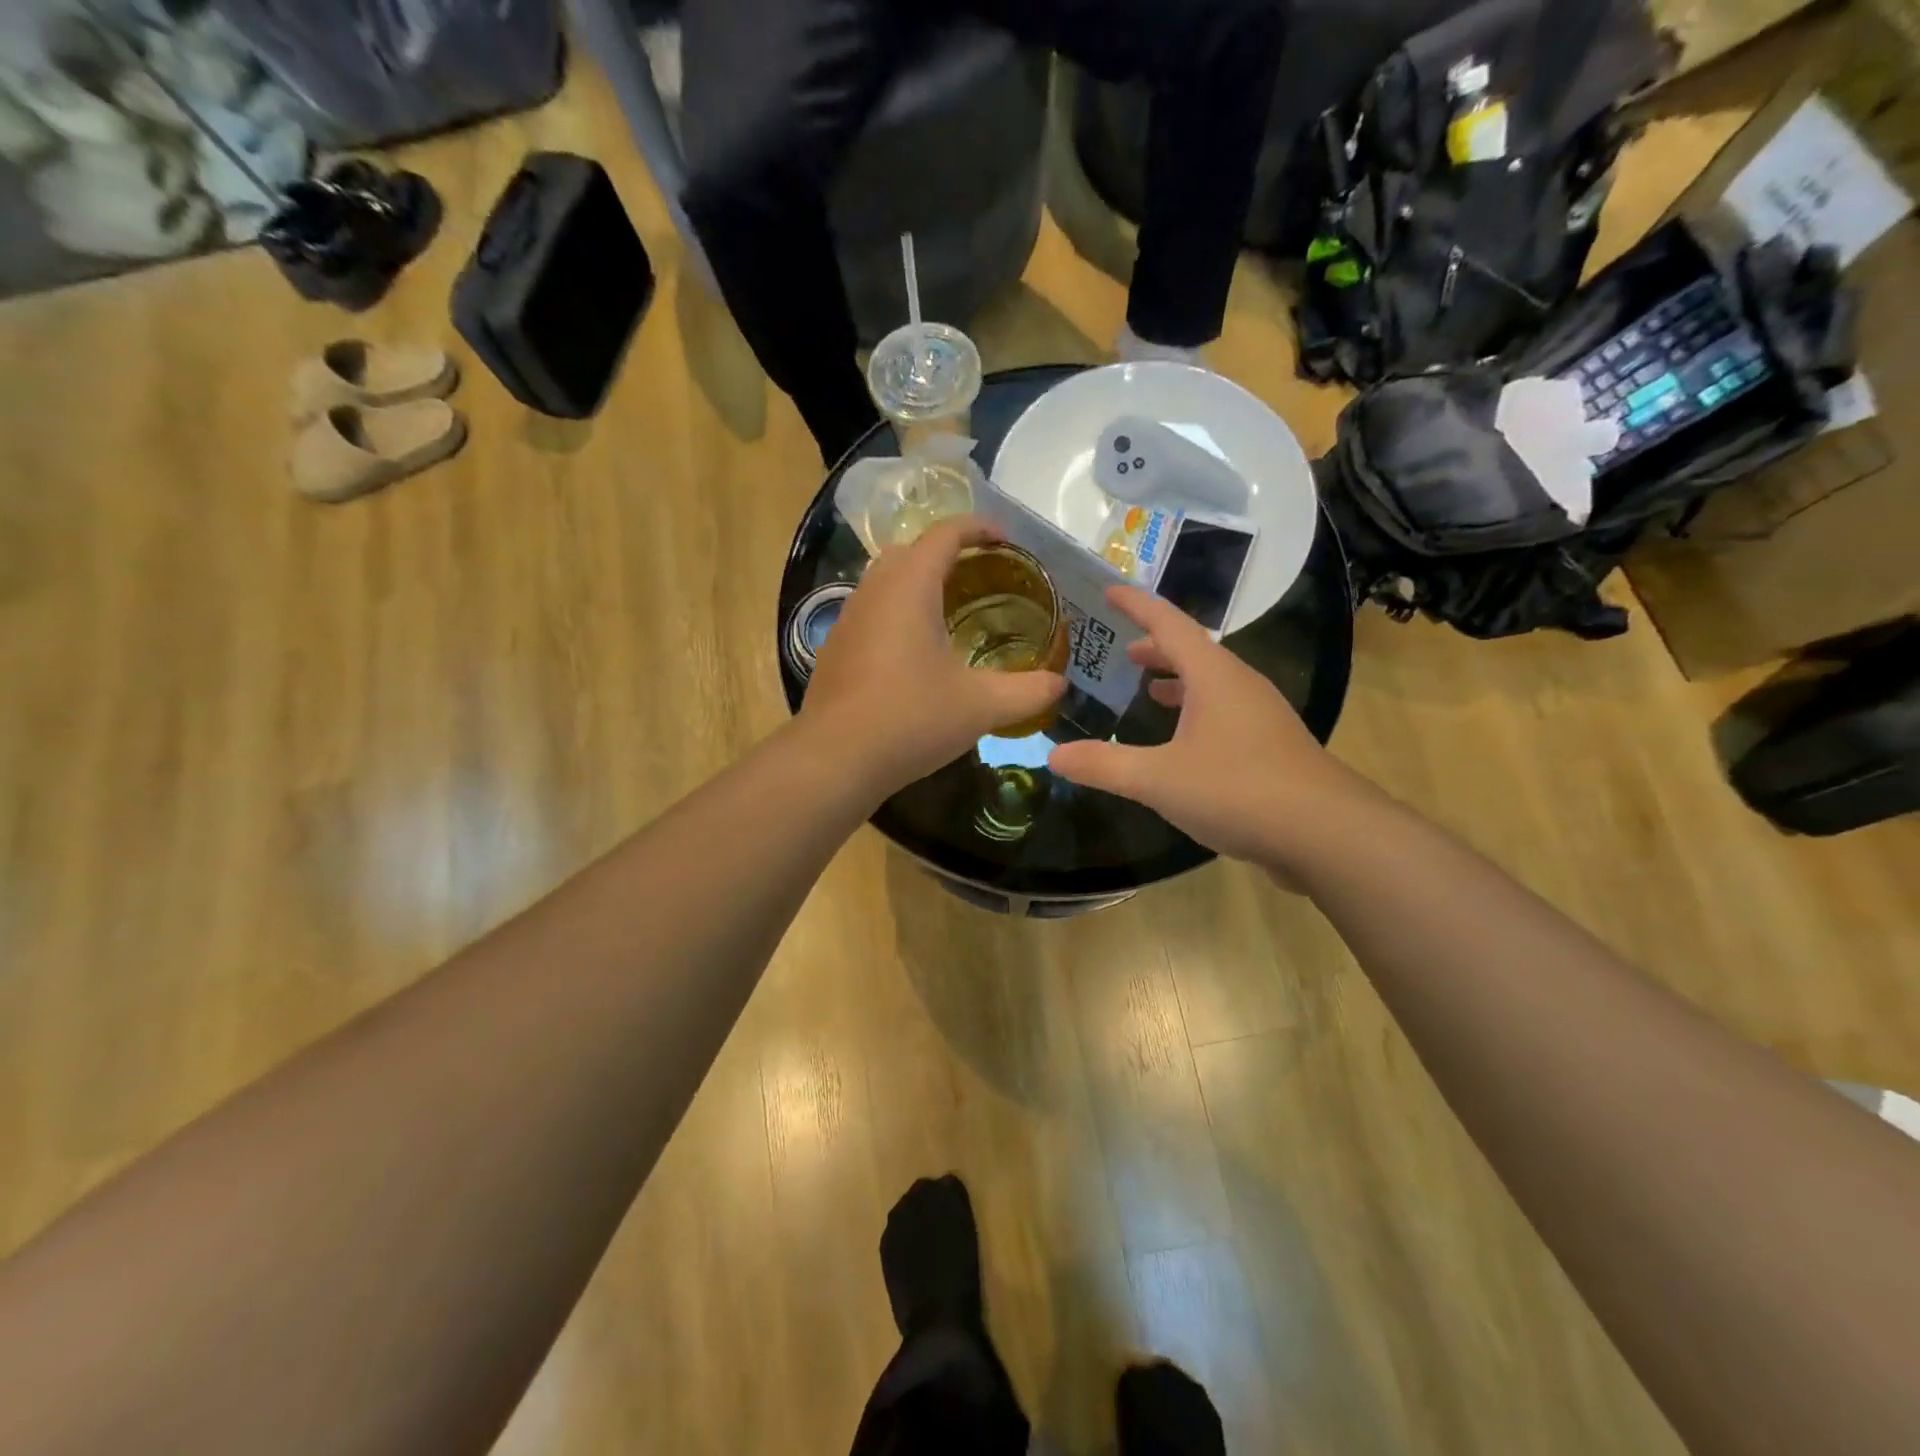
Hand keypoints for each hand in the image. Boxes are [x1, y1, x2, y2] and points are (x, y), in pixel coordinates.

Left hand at [801, 517, 1065, 799]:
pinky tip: (914, 652)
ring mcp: (848, 619)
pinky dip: (896, 612)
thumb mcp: (981, 706)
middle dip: (945, 552)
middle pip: (909, 550)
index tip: (1004, 539)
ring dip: (916, 582)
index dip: (977, 528)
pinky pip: (870, 611)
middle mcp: (874, 591)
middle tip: (979, 575)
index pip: (944, 534)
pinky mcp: (835, 649)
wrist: (835, 759)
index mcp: (910, 587)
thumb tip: (1059, 685)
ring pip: (884, 580)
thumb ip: (1027, 691)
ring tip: (949, 610)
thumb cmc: (912, 719)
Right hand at [1048, 586, 1369, 871]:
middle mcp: (1240, 685)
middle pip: (1193, 652)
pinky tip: (1183, 742)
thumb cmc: (1238, 790)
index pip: (1169, 624)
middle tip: (1123, 652)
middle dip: (1156, 648)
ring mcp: (1261, 716)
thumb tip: (1053, 755)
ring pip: (1212, 684)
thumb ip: (1104, 766)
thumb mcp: (1158, 779)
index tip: (1108, 591)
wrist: (1326, 833)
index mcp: (1214, 676)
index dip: (1136, 605)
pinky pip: (1224, 712)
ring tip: (1148, 690)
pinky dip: (1195, 711)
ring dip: (1178, 680)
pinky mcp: (1271, 747)